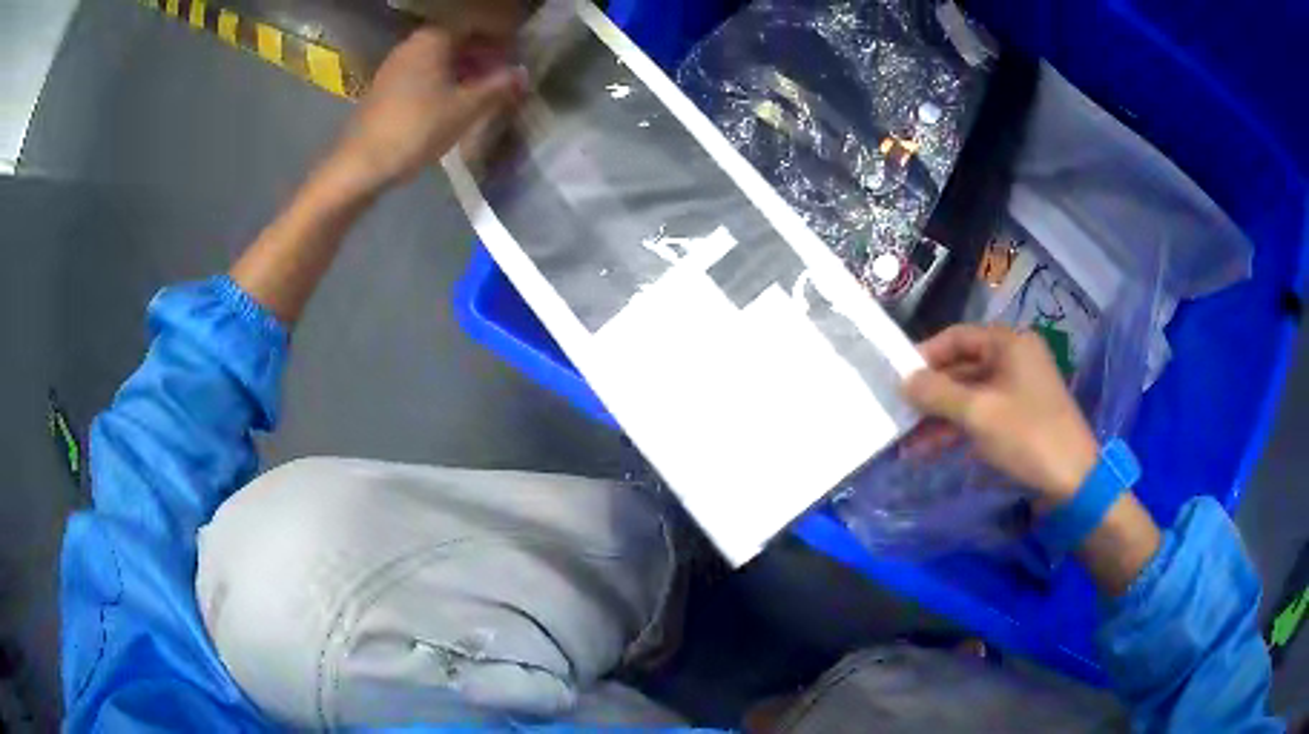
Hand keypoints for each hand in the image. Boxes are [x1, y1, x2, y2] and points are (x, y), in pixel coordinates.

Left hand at [325, 26, 525, 195]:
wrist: (362, 164)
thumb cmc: (417, 128)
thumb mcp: (467, 108)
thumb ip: (499, 87)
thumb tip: (522, 74)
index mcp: (433, 38)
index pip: (476, 26)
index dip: (500, 38)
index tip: (517, 56)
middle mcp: (413, 44)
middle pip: (457, 41)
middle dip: (482, 55)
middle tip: (503, 76)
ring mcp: (395, 65)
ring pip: (439, 59)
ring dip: (463, 70)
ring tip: (483, 92)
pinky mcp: (385, 88)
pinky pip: (423, 74)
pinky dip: (443, 81)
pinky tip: (453, 103)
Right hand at [903, 325, 1099, 506]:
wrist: (1072, 482)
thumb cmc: (1028, 436)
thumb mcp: (978, 413)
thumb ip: (938, 393)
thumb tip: (903, 381)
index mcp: (1010, 344)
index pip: (957, 337)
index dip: (926, 355)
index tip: (897, 378)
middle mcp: (1015, 360)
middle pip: (962, 367)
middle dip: (930, 393)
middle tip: (898, 413)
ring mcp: (1018, 390)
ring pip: (970, 396)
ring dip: (939, 417)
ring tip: (907, 442)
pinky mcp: (1020, 419)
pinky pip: (982, 415)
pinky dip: (957, 429)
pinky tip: (930, 450)